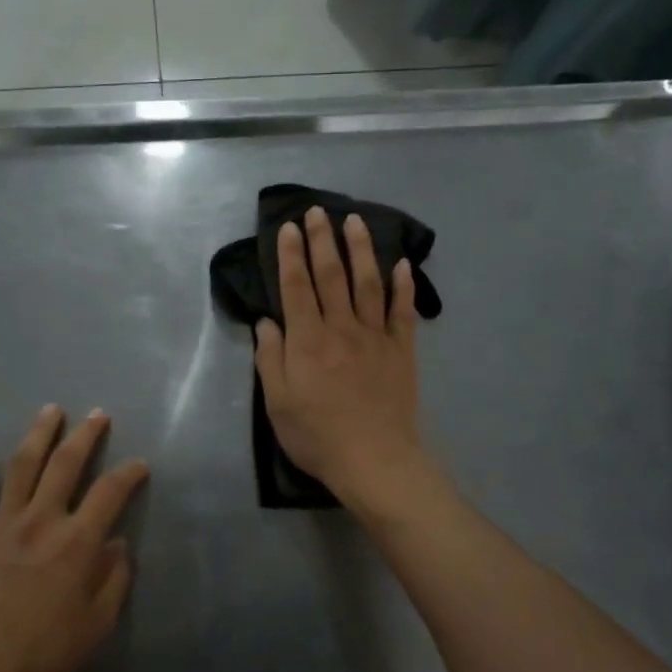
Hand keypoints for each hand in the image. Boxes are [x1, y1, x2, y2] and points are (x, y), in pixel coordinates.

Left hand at [0, 406, 148, 671]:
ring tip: (49, 411)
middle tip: (97, 415)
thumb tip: (117, 546)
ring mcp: (3, 525)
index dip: (129, 473)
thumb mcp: (98, 624)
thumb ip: (114, 580)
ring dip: (38, 435)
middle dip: (85, 436)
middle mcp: (42, 520)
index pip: (110, 492)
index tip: (140, 464)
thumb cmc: (45, 653)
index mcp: (78, 541)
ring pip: (21, 467)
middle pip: (66, 464)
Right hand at [254, 206, 424, 505]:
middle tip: (318, 211)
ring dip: (361, 249)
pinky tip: (403, 265)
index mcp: (307, 340)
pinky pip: (404, 312)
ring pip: (368, 283)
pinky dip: (404, 287)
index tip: (288, 227)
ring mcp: (376, 337)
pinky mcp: (402, 351)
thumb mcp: (277, 404)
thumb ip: (270, 359)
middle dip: (323, 240)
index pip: (296, 286)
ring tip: (356, 222)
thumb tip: (267, 322)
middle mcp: (341, 328)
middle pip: (331, 275)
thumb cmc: (318, 436)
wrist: (374, 459)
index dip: (291, 254)